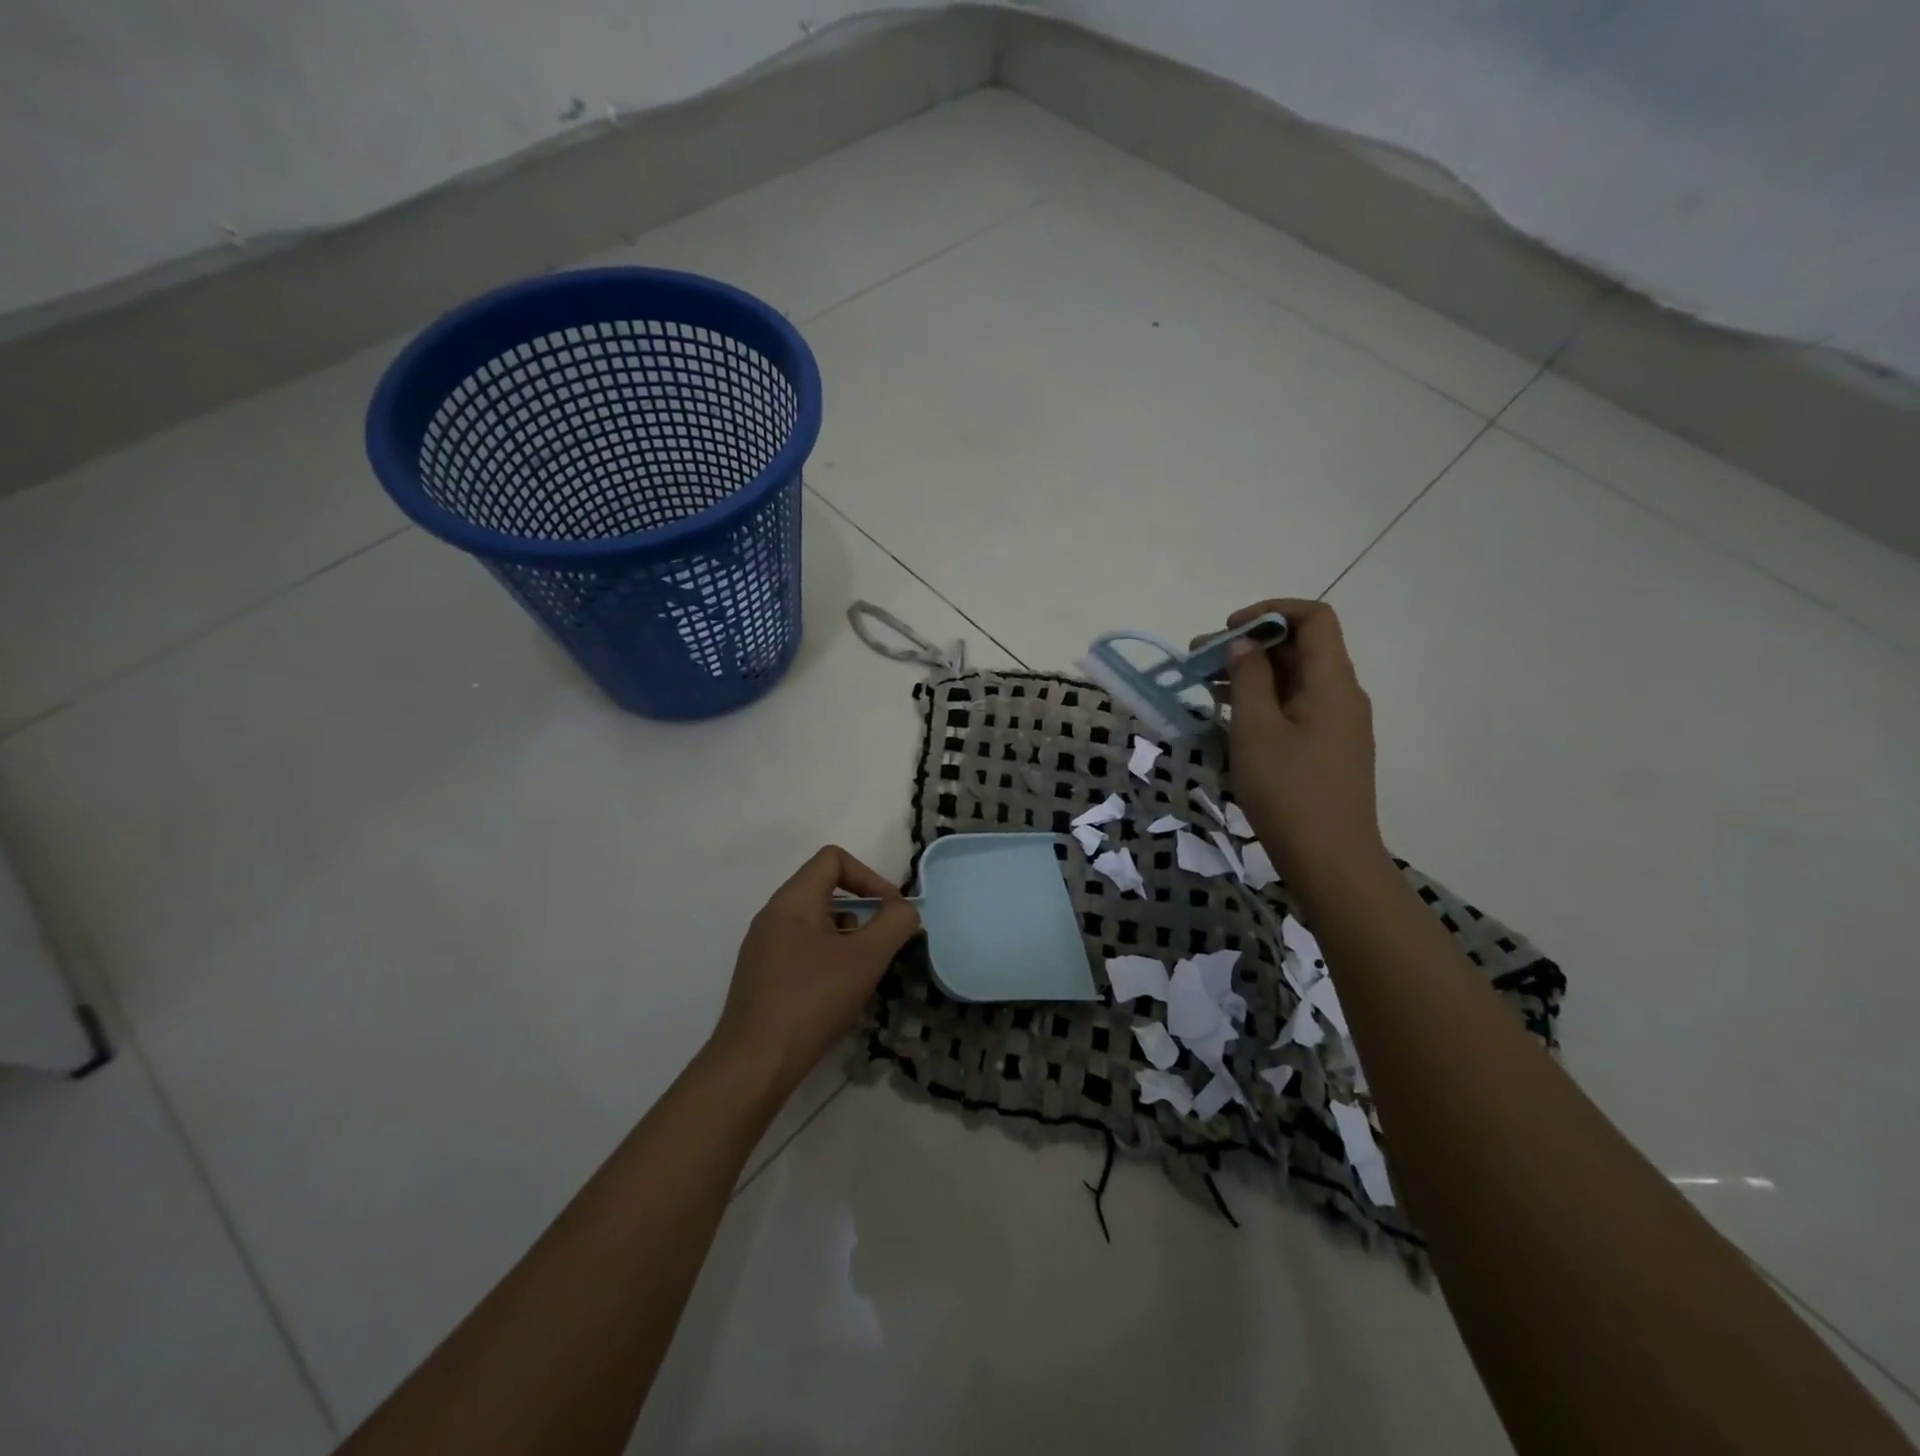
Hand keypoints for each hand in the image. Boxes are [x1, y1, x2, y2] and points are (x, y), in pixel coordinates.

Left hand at [709, 846, 920, 1095]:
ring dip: (847, 937)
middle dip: (862, 910)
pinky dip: (828, 959)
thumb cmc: (812, 1000)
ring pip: (815, 923)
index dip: (869, 876)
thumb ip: (894, 924)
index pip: (833, 859)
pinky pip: (802, 949)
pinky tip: (839, 994)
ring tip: (863, 972)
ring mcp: (763, 947)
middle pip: (825, 889)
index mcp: (792, 900)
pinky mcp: (762, 977)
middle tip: (882, 944)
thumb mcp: (866, 958)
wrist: (754, 1064)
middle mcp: (773, 915)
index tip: (891, 910)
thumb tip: (905, 910)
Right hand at [1217, 599, 1388, 892]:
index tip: (1228, 631)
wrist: (1330, 860)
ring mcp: (1337, 725)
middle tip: (1199, 661)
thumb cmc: (1289, 791)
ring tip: (1205, 688)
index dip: (1270, 612)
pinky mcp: (1327, 750)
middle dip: (1250, 646)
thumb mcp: (1256, 730)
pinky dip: (1263, 702)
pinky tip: (1229, 719)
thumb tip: (1243, 645)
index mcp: (1332, 682)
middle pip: (1300, 649)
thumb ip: (1248, 679)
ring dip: (1252, 676)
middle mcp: (1342, 696)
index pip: (1314, 618)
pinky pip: (1295, 709)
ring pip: (1294, 681)